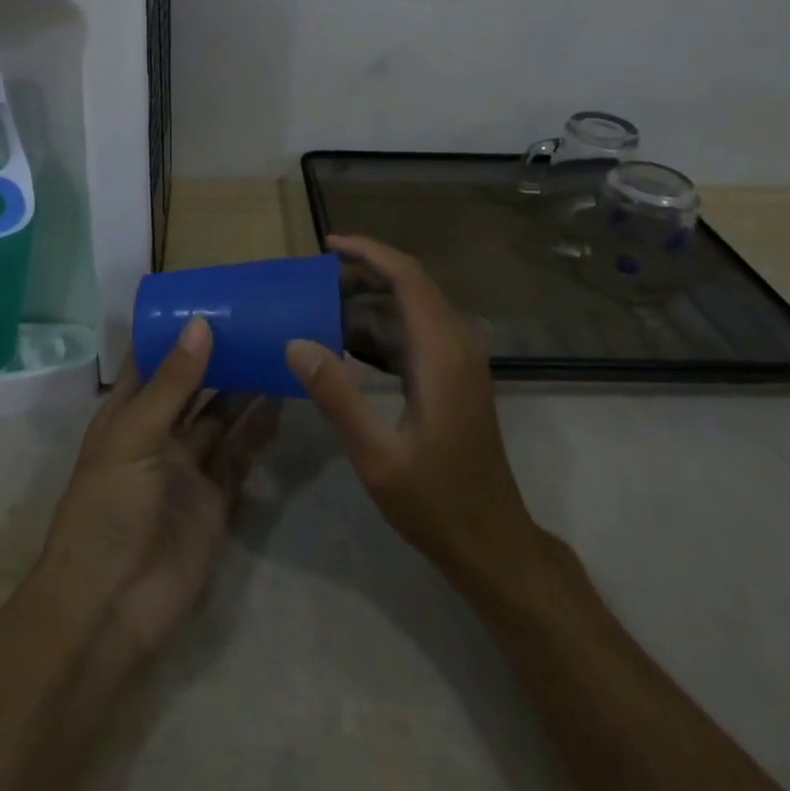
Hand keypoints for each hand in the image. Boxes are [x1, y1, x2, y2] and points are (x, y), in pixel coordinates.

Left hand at [38, 319, 280, 660]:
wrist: (110, 607)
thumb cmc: (108, 508)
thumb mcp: (135, 436)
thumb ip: (173, 383)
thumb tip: (200, 323)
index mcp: (126, 414)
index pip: (151, 362)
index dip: (175, 333)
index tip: (211, 299)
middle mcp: (158, 435)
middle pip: (192, 387)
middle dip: (218, 358)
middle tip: (257, 322)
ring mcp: (187, 469)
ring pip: (220, 418)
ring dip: (243, 390)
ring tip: (275, 353)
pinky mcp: (214, 501)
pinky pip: (239, 457)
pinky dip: (257, 433)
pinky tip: (279, 404)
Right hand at [285, 236, 534, 583]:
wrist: (493, 545)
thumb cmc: (436, 502)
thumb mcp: (377, 455)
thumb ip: (337, 395)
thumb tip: (296, 342)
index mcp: (442, 354)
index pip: (408, 278)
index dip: (369, 253)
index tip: (328, 245)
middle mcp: (456, 346)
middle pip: (411, 285)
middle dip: (365, 272)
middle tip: (316, 276)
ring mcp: (459, 362)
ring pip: (413, 308)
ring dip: (370, 300)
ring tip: (322, 304)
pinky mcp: (454, 378)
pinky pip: (415, 334)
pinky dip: (380, 330)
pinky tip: (346, 345)